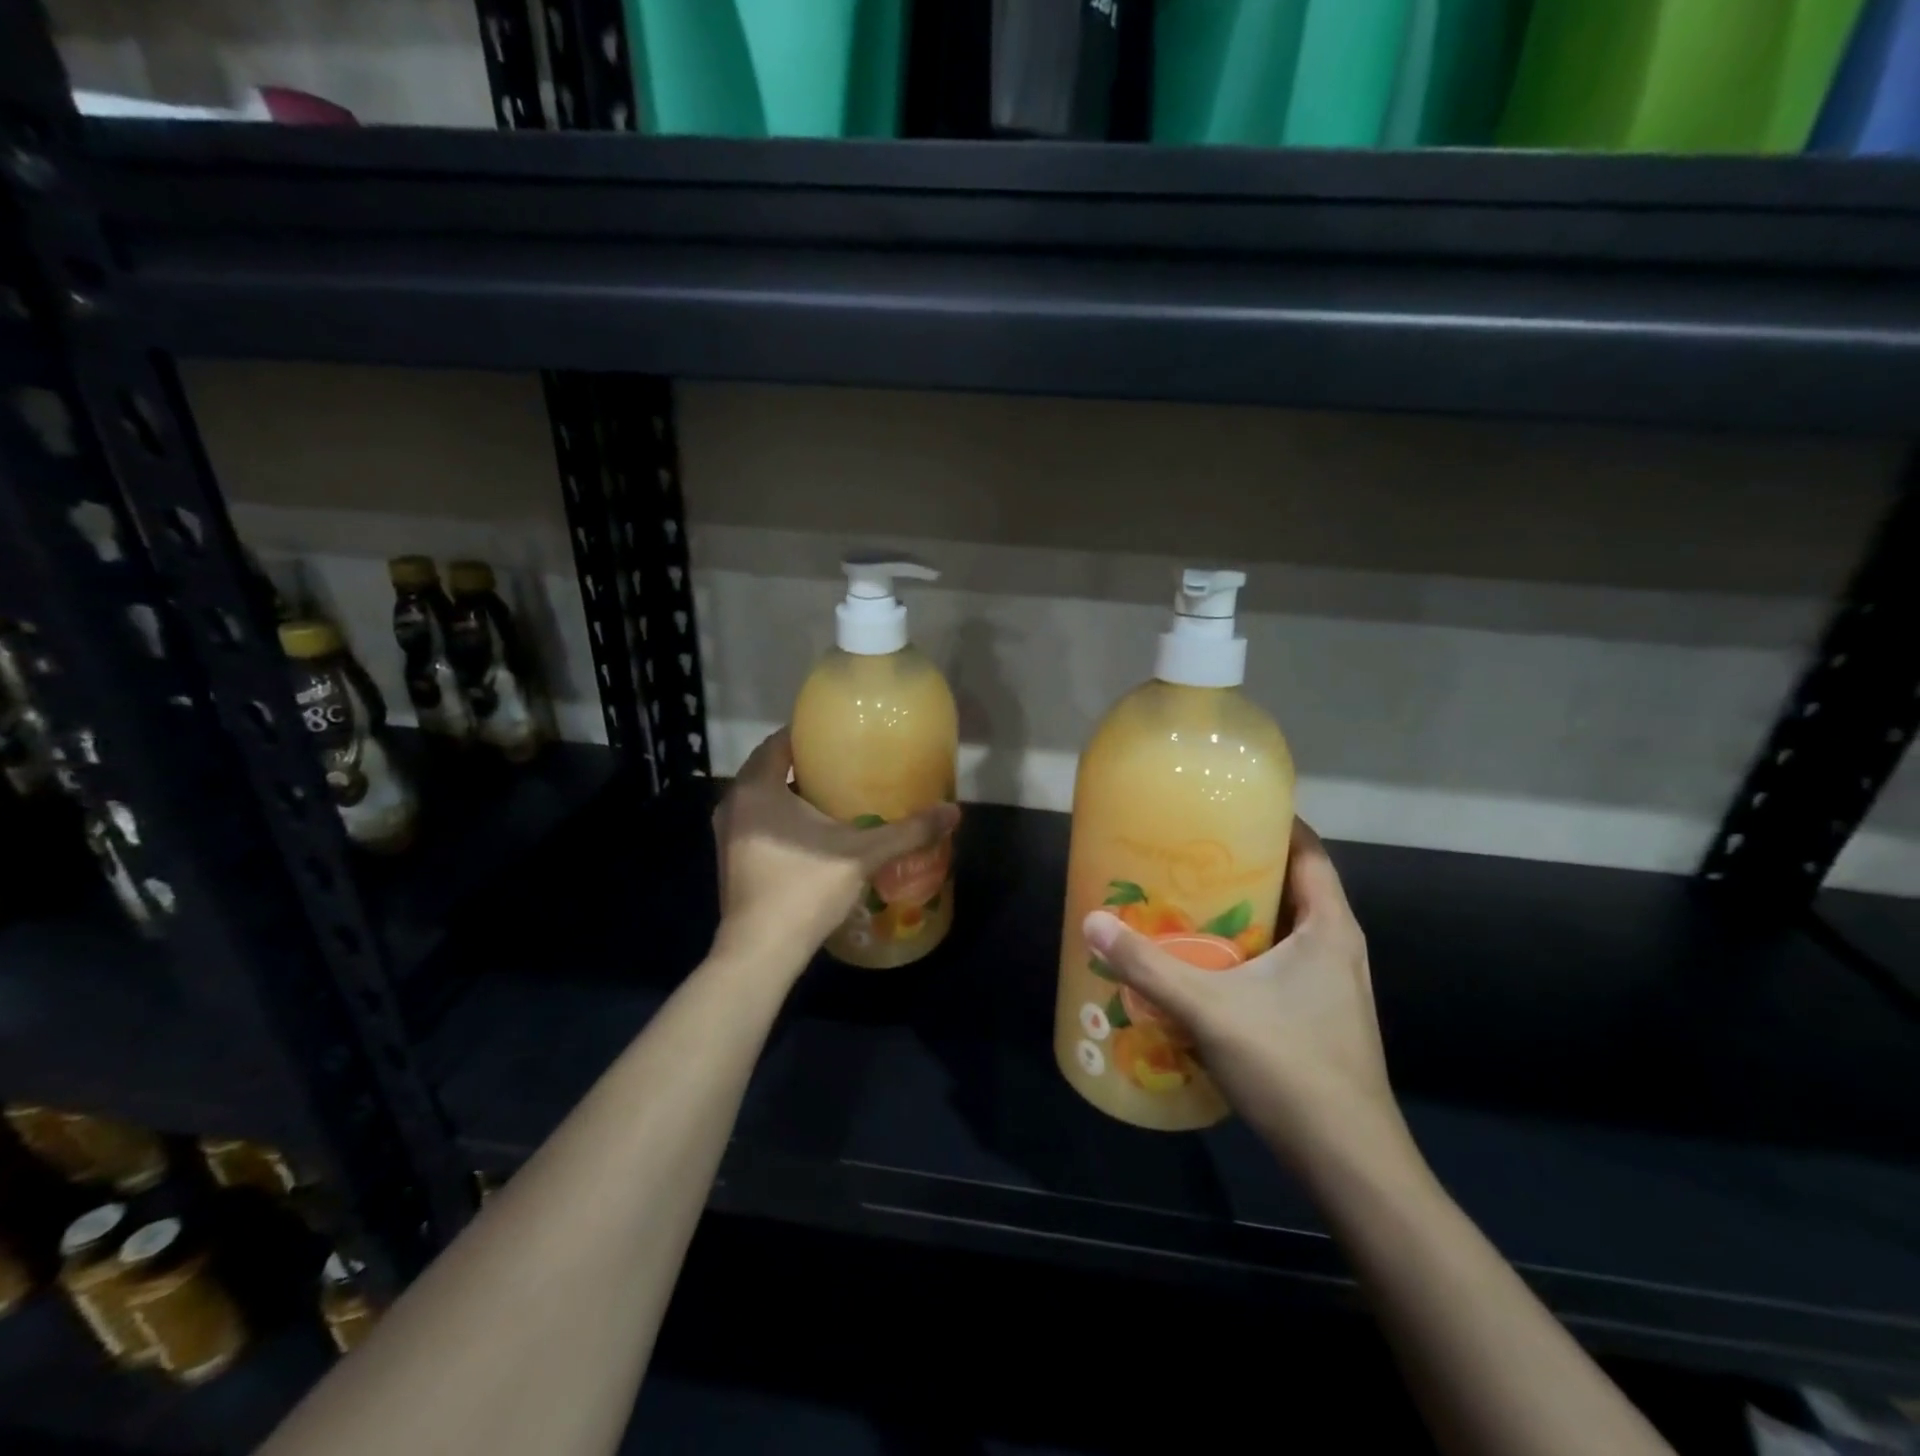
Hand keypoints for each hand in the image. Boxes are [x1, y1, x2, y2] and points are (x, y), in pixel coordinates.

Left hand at [712, 730, 960, 979]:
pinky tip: (814, 833)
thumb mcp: (863, 855)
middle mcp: (734, 803)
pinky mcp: (731, 859)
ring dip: (792, 793)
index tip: (841, 736)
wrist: (760, 952)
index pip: (780, 741)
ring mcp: (728, 833)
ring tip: (835, 795)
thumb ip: (908, 831)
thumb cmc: (804, 889)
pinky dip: (782, 818)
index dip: (809, 735)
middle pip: (771, 768)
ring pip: (763, 798)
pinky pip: (758, 822)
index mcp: (757, 787)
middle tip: (846, 765)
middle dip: (805, 765)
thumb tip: (954, 812)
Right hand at [1082, 820, 1409, 1174]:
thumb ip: (1147, 965)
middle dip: (1243, 867)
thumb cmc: (1290, 1067)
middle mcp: (1338, 947)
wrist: (1349, 1163)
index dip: (1272, 823)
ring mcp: (1335, 986)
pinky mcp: (1323, 1017)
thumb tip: (1091, 921)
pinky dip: (1247, 951)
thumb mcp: (1208, 1008)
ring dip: (1243, 913)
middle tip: (1188, 856)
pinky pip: (1282, 963)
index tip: (1224, 810)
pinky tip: (1207, 965)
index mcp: (1328, 927)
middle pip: (1292, 887)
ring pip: (1286, 929)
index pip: (1308, 851)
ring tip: (1189, 902)